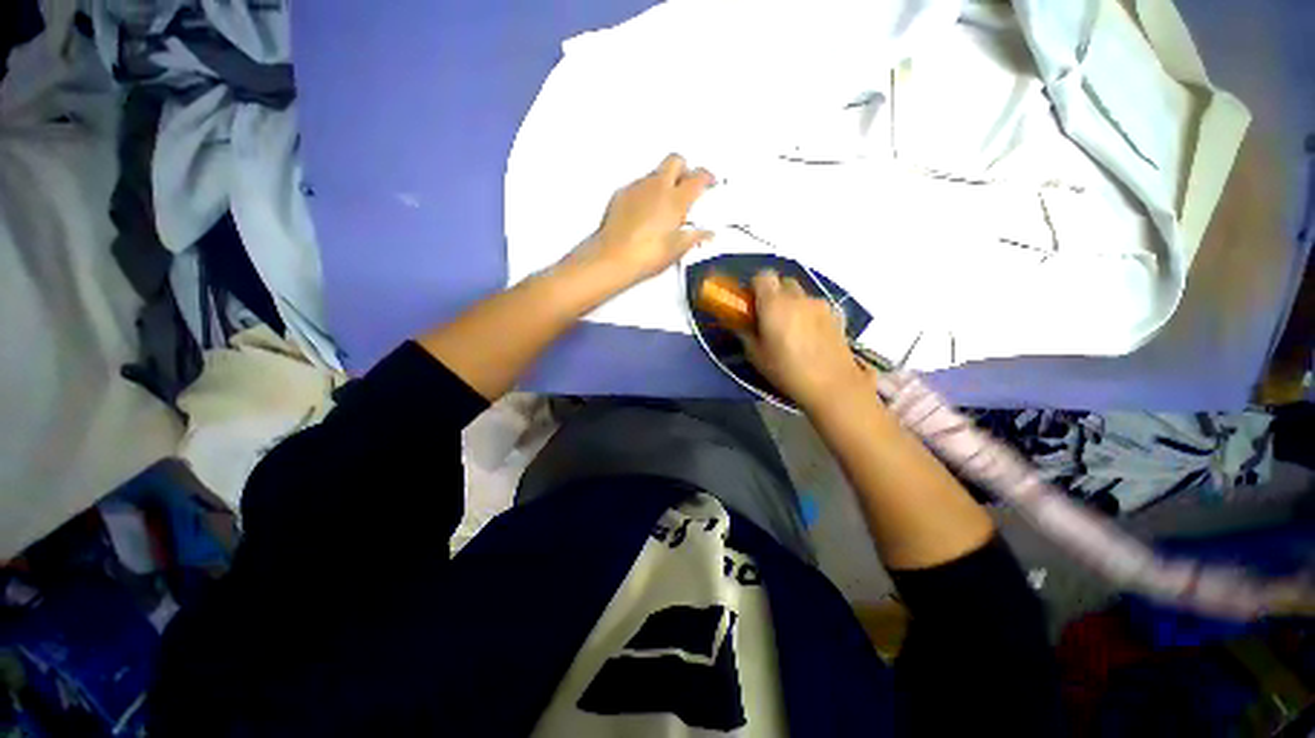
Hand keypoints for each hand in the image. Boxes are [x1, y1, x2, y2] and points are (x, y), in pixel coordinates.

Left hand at [582, 154, 714, 282]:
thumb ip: (695, 237)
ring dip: (664, 181)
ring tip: (666, 204)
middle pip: (676, 160)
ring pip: (655, 172)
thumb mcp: (677, 250)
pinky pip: (637, 185)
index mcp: (676, 199)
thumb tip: (706, 234)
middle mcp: (657, 187)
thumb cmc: (644, 255)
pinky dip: (645, 193)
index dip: (707, 177)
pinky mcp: (621, 195)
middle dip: (685, 168)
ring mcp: (637, 188)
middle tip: (688, 183)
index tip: (709, 181)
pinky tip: (645, 212)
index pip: (698, 177)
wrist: (613, 258)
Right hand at [737, 271, 870, 411]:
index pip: (763, 275)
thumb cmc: (787, 370)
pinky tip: (810, 336)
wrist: (832, 384)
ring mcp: (820, 304)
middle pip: (783, 282)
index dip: (755, 286)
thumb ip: (745, 333)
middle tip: (769, 317)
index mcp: (774, 304)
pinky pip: (816, 306)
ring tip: (792, 330)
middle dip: (774, 294)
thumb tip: (740, 323)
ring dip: (792, 304)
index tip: (752, 304)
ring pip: (801, 294)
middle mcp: (798, 297)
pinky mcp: (836, 315)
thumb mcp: (756, 355)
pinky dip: (809, 313)